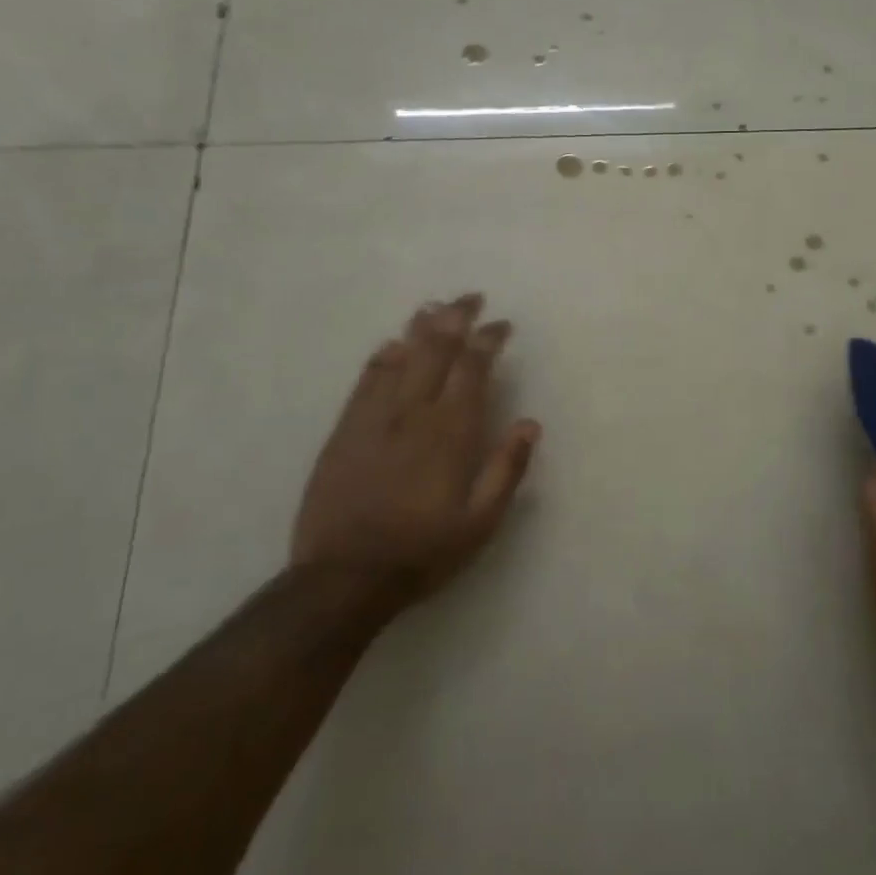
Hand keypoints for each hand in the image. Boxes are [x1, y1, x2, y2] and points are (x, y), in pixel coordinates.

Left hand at [291, 294, 540, 611]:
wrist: (345, 576)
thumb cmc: (424, 550)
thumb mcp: (481, 522)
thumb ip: (507, 469)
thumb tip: (530, 423)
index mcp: (451, 432)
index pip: (472, 369)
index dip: (488, 340)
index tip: (501, 325)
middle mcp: (413, 413)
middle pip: (436, 350)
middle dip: (455, 318)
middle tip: (470, 297)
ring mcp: (374, 417)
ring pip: (400, 357)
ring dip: (420, 328)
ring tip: (434, 307)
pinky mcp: (345, 430)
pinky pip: (366, 380)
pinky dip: (383, 357)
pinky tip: (391, 344)